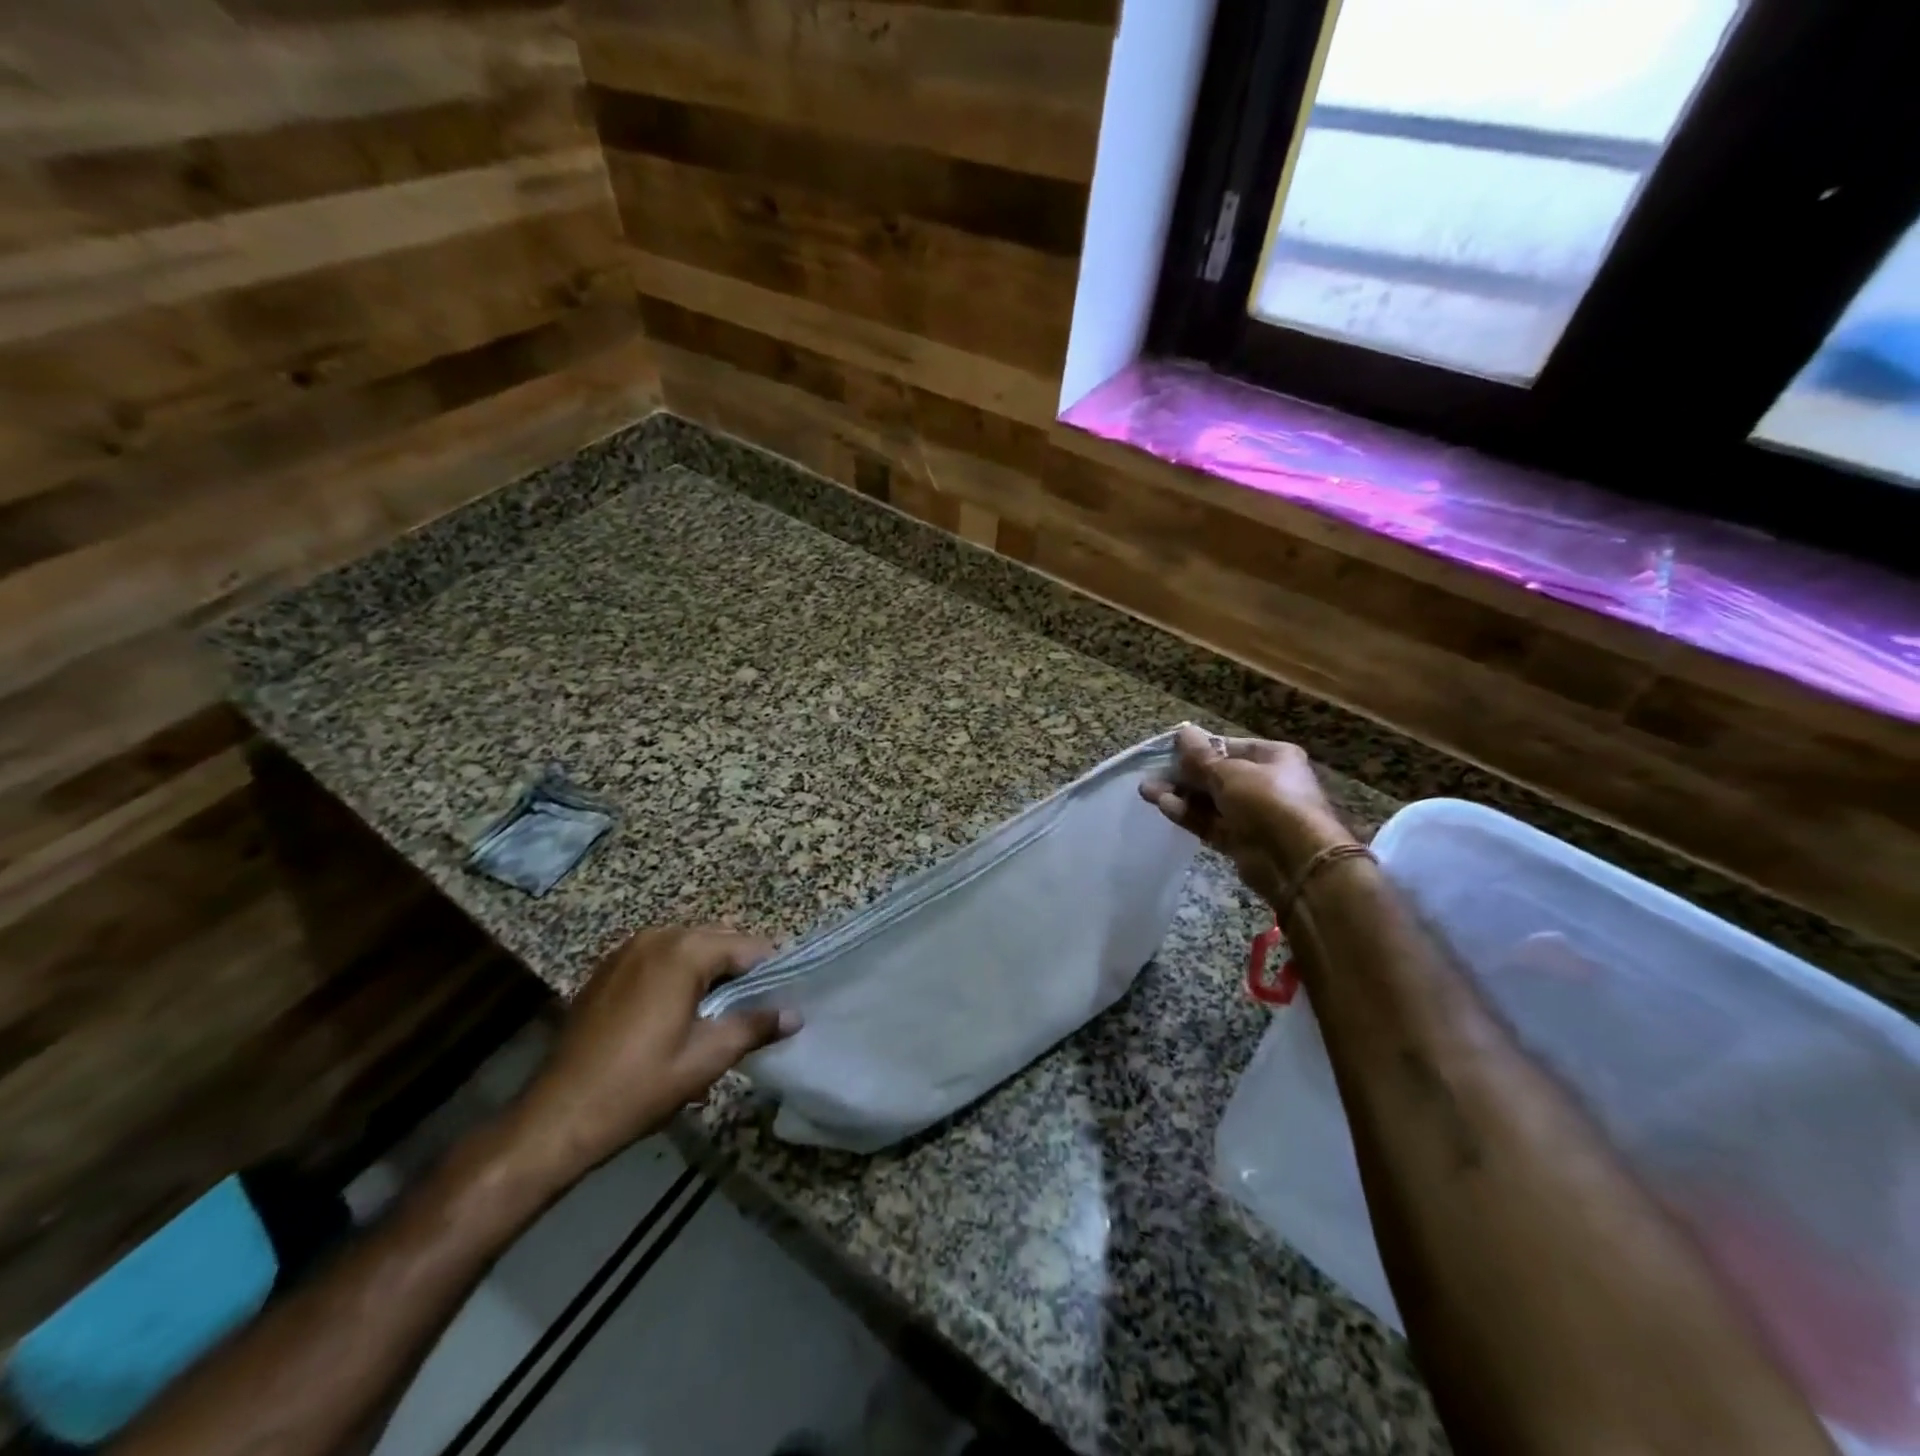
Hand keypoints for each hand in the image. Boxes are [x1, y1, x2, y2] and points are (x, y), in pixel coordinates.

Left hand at [508, 926, 799, 1184]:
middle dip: (738, 970)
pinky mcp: (607, 970)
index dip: (769, 972)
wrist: (557, 1117)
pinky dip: (676, 975)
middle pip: (717, 940)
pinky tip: (676, 1013)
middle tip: (752, 1010)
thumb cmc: (640, 1085)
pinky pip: (658, 959)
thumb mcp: (707, 1058)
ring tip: (716, 1014)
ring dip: (708, 972)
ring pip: (687, 948)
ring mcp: (627, 951)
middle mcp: (657, 937)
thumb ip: (755, 1027)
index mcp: (685, 951)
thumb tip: (794, 1014)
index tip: (781, 999)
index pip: (747, 947)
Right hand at [1139, 726, 1354, 905]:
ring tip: (1146, 790)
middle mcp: (1264, 782)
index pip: (1227, 746)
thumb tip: (1182, 733)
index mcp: (1272, 757)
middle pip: (1216, 774)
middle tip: (1151, 773)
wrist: (1295, 860)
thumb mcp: (1229, 773)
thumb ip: (1201, 757)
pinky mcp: (1240, 840)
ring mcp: (1252, 813)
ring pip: (1209, 800)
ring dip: (1180, 795)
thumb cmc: (1267, 802)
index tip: (1167, 751)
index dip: (1197, 748)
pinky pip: (1210, 822)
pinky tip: (1162, 806)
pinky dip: (1188, 814)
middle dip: (1183, 774)